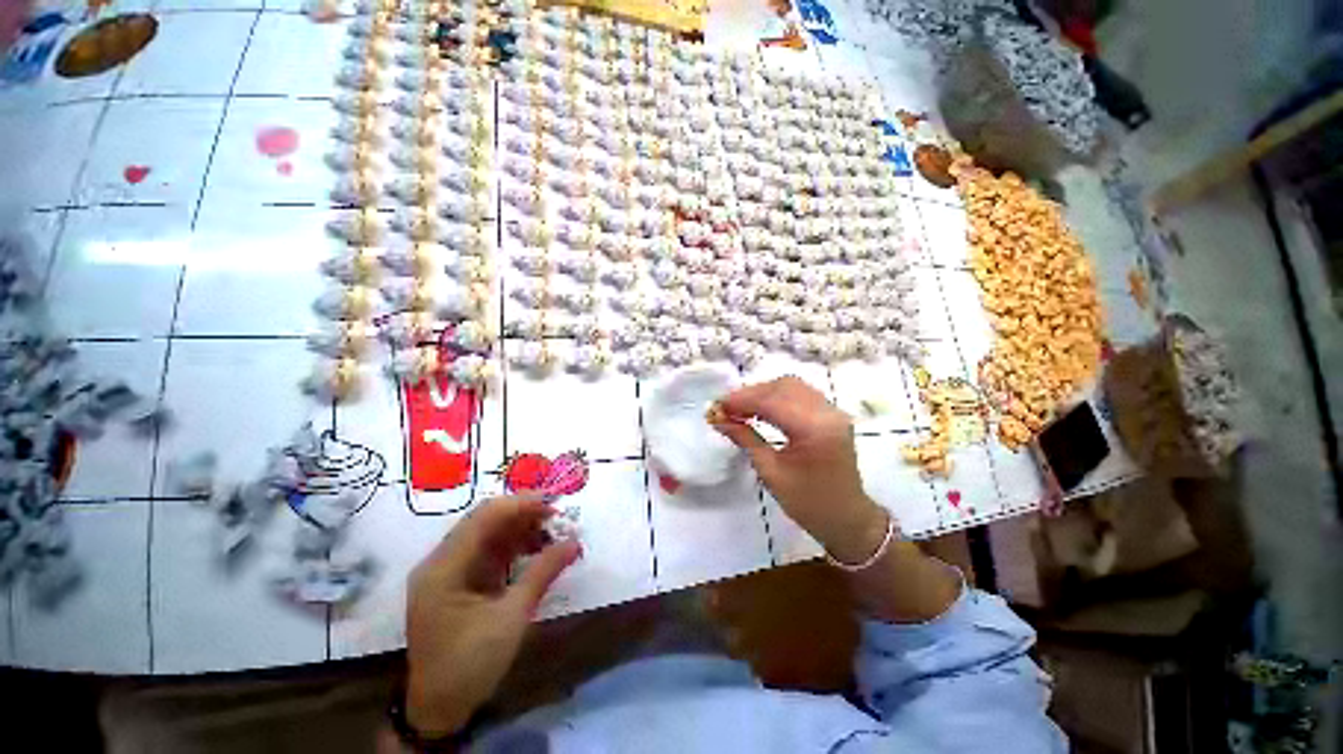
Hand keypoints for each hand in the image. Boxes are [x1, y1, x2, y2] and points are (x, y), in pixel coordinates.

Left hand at [405, 495, 580, 735]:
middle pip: (485, 521)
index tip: (554, 502)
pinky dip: (514, 547)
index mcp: (444, 567)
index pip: (484, 517)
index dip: (520, 504)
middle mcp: (442, 561)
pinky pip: (489, 552)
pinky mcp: (460, 582)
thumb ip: (543, 573)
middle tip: (558, 514)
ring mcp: (449, 572)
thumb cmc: (470, 664)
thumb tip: (575, 542)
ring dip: (521, 529)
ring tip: (554, 530)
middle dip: (523, 514)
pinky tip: (537, 547)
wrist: (440, 709)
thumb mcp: (511, 617)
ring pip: (489, 534)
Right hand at [712, 377, 888, 563]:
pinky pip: (801, 393)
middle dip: (751, 393)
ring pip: (792, 386)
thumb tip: (718, 419)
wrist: (847, 519)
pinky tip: (761, 408)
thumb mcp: (771, 473)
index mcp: (815, 430)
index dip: (742, 400)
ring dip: (763, 392)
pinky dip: (777, 396)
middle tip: (726, 407)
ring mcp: (833, 411)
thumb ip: (745, 439)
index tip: (717, 406)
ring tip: (741, 408)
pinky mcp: (832, 414)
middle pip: (783, 387)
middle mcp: (828, 413)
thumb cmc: (808, 503)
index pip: (772, 402)